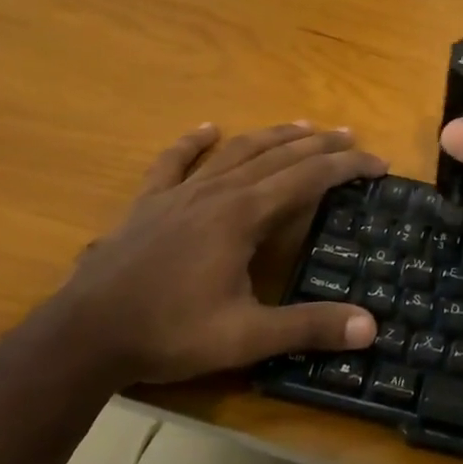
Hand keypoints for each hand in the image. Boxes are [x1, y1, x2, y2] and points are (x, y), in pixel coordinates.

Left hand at [43, 121, 387, 385]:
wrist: (84, 334)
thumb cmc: (168, 332)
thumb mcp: (245, 337)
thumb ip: (308, 328)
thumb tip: (370, 327)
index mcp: (244, 215)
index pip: (309, 177)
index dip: (347, 166)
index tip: (378, 163)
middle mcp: (218, 191)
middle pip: (279, 155)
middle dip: (319, 144)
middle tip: (351, 136)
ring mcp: (181, 193)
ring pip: (237, 151)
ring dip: (273, 136)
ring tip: (302, 126)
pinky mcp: (149, 203)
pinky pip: (174, 161)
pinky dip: (193, 142)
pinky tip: (207, 128)